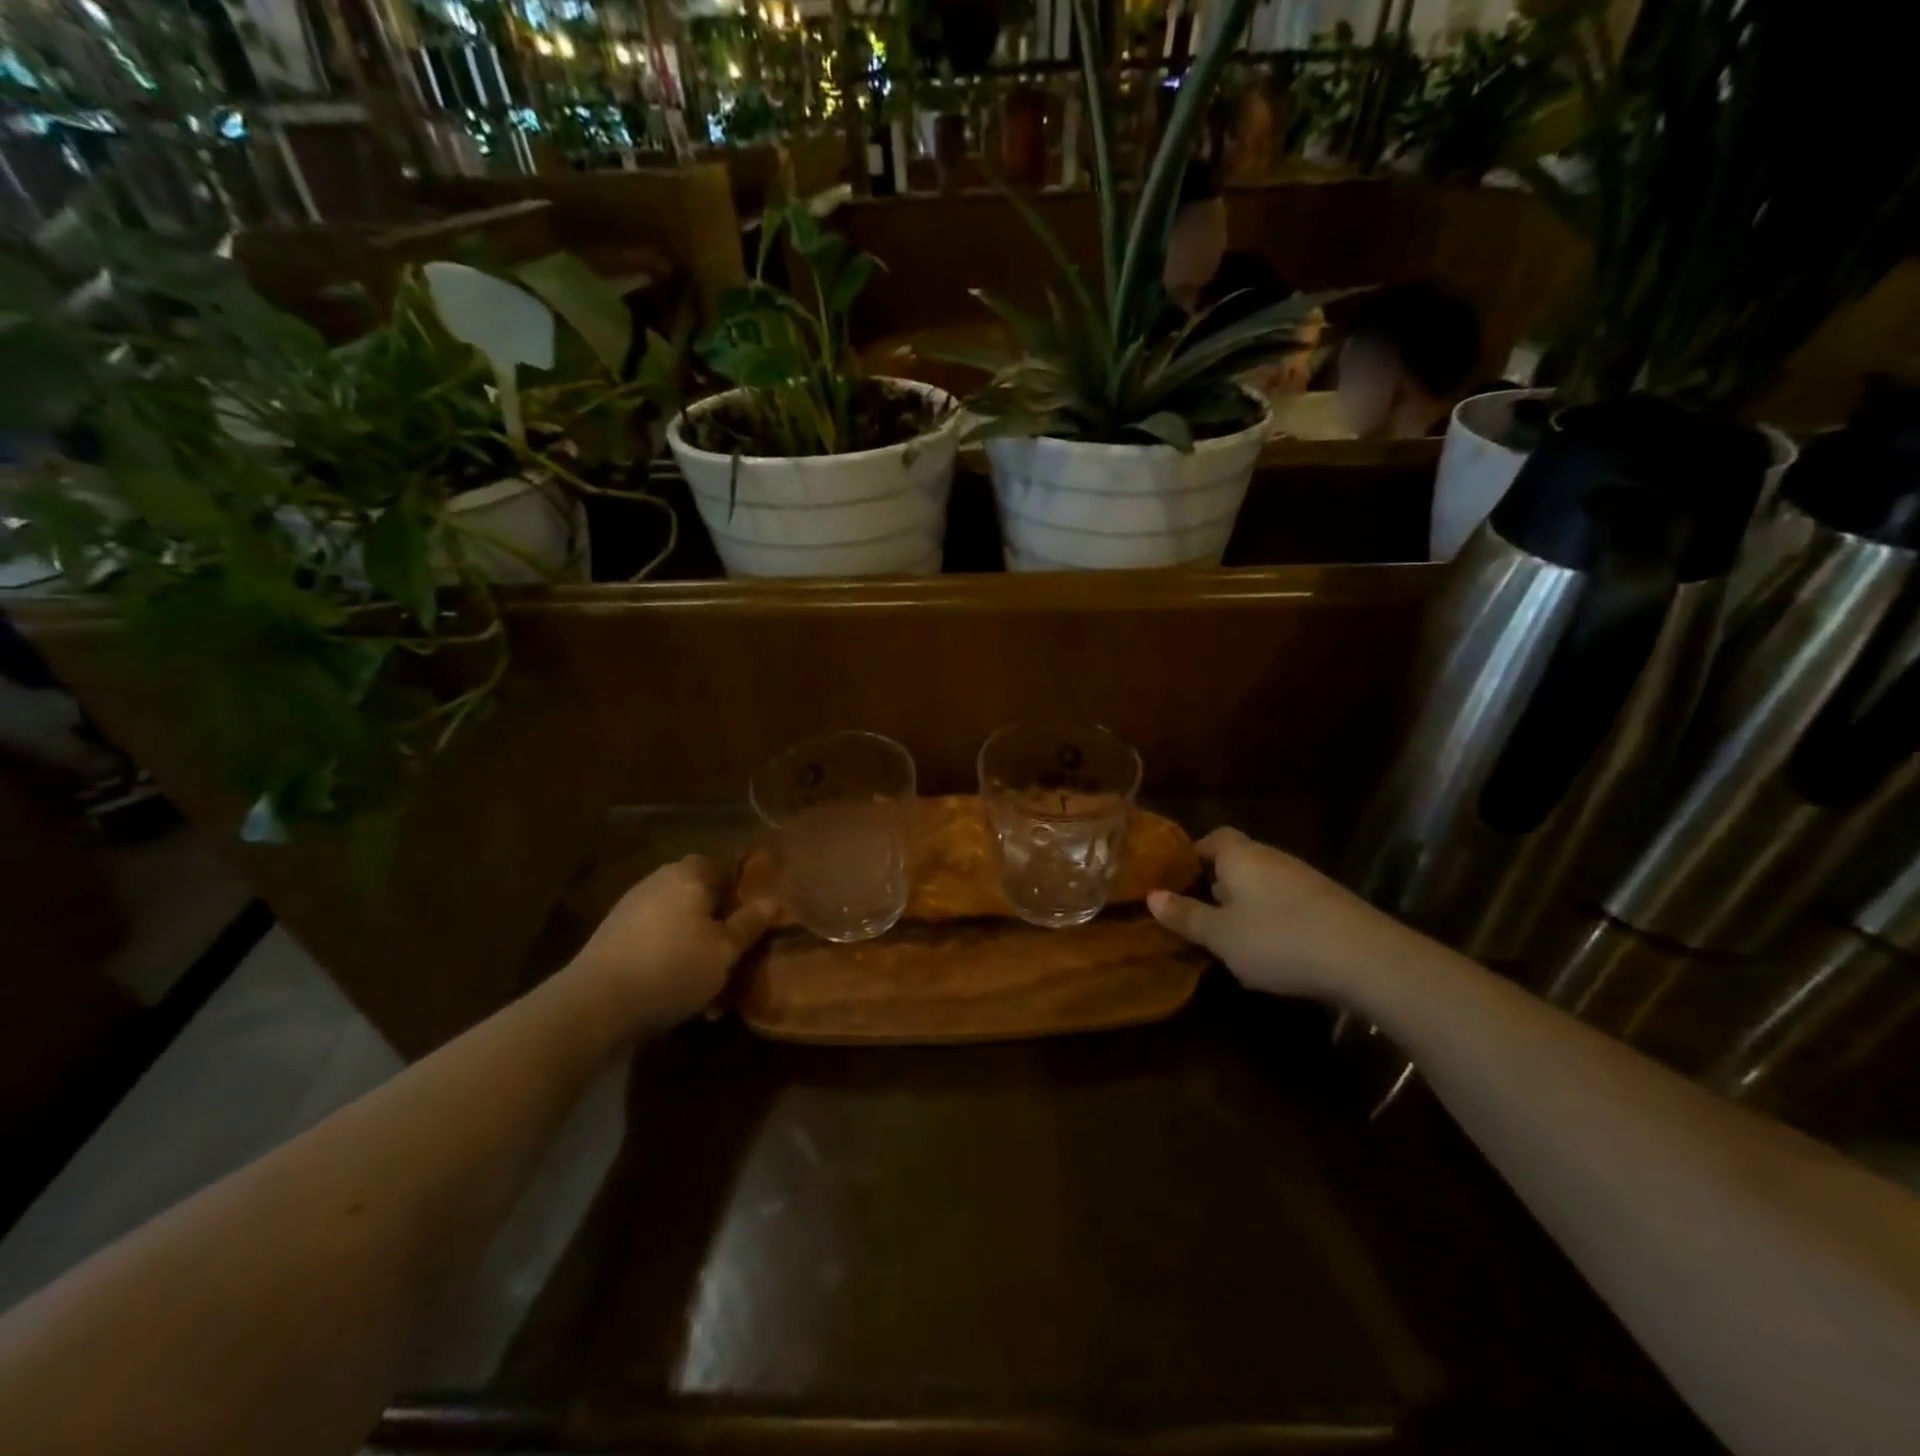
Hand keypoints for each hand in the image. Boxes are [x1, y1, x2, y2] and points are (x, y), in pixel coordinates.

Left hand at [568, 855, 776, 1030]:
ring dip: (695, 952)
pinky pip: (654, 943)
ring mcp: (631, 909)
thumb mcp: (724, 951)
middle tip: (733, 961)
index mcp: (689, 874)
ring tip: (709, 992)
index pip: (722, 868)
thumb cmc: (673, 967)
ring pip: (678, 926)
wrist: (594, 1004)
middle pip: (699, 899)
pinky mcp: (612, 938)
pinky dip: (669, 962)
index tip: (751, 924)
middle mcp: (658, 882)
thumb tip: (774, 901)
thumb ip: (749, 924)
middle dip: (717, 929)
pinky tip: (677, 996)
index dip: (740, 893)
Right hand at [1147, 828, 1410, 1001]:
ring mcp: (1303, 878)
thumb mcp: (1221, 935)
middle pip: (1236, 860)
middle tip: (1197, 913)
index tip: (1175, 881)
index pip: (1210, 839)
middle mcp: (1270, 857)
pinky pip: (1285, 900)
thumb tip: (1151, 896)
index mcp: (1239, 856)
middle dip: (1216, 883)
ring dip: (1244, 903)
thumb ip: (1186, 915)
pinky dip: (1272, 917)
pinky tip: (1272, 948)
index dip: (1191, 856)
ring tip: (1230, 936)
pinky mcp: (1327, 901)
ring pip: (1261, 882)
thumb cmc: (1279, 939)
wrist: (1367, 958)